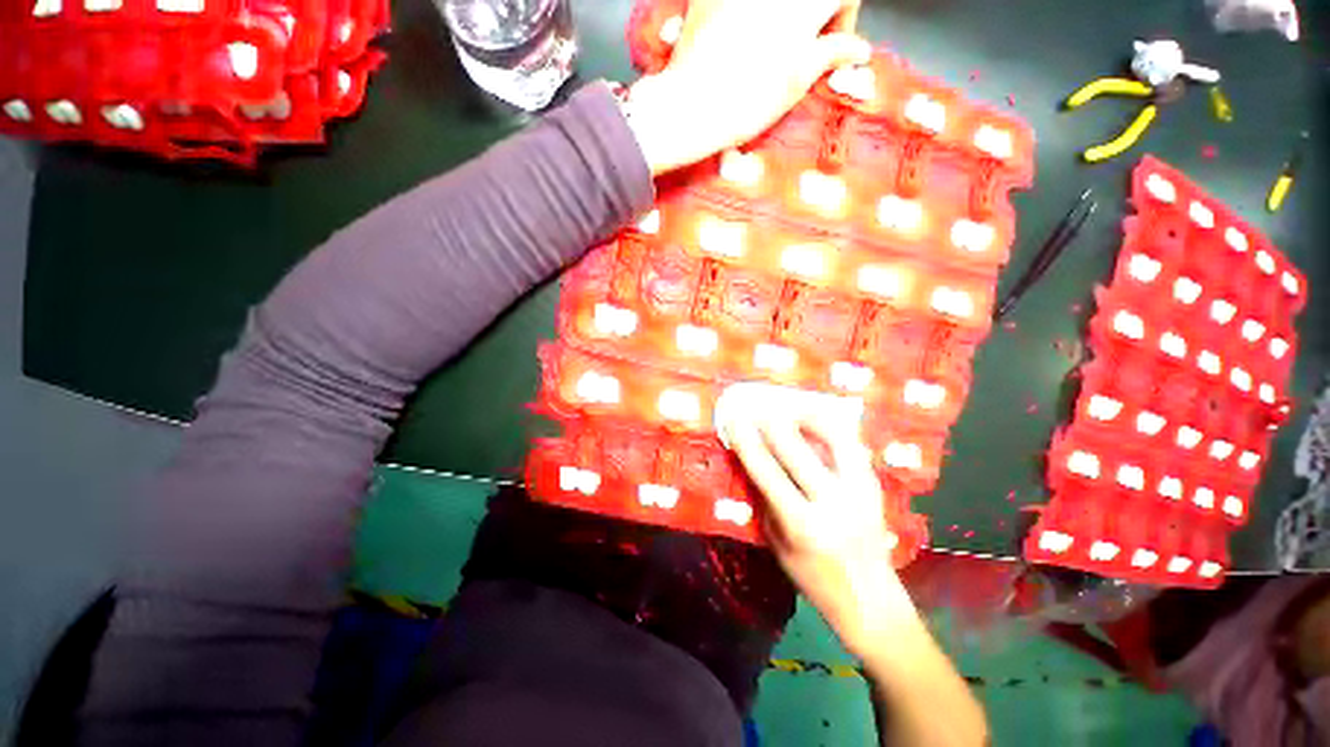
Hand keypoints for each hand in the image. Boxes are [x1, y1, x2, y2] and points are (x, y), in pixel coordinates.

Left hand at [623, 0, 869, 174]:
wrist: (691, 106)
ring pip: (776, 0)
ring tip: (770, 43)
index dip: (843, 17)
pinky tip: (742, 36)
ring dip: (784, 14)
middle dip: (814, 13)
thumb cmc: (748, 100)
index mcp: (804, 2)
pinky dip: (750, 13)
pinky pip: (739, 3)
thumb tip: (858, 48)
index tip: (831, 44)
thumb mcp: (797, 81)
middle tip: (803, 44)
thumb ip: (831, 53)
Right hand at [724, 409, 920, 657]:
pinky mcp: (874, 484)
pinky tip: (815, 421)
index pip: (766, 471)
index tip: (733, 420)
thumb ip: (764, 500)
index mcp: (801, 524)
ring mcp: (859, 490)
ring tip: (788, 408)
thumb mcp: (777, 543)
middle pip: (796, 449)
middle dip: (770, 422)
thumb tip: (749, 461)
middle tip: (755, 408)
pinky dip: (830, 426)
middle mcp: (832, 502)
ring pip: (832, 437)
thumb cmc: (814, 578)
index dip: (747, 442)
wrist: (872, 601)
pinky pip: (850, 443)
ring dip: (806, 416)